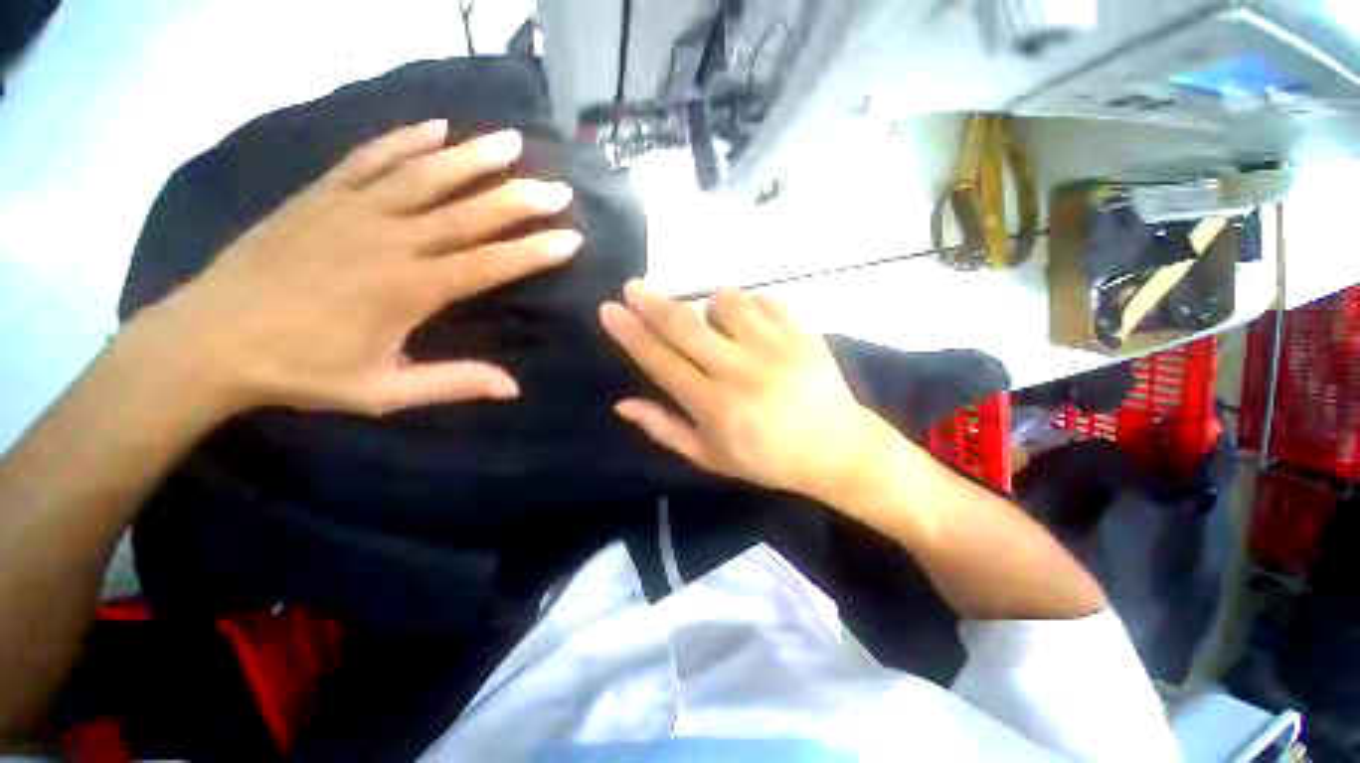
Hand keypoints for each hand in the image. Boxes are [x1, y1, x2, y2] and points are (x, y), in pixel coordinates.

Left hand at [134, 119, 582, 417]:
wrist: (210, 340)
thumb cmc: (302, 371)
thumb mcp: (384, 393)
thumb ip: (453, 383)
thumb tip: (513, 387)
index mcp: (411, 289)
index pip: (491, 264)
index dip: (536, 251)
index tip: (571, 238)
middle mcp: (391, 240)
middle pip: (470, 213)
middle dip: (522, 200)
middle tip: (559, 189)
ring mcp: (353, 210)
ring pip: (427, 174)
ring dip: (474, 157)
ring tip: (512, 142)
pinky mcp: (322, 195)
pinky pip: (371, 158)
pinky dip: (406, 140)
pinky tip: (436, 128)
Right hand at [599, 281, 905, 502]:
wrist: (837, 449)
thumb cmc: (768, 460)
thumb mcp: (710, 457)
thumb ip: (664, 429)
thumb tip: (623, 403)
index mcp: (714, 405)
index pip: (661, 361)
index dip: (631, 334)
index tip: (610, 310)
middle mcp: (739, 371)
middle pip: (685, 326)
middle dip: (652, 302)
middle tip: (633, 287)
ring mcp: (774, 347)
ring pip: (726, 302)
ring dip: (709, 305)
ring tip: (713, 319)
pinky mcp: (803, 333)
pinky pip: (765, 300)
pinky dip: (749, 304)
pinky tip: (750, 320)